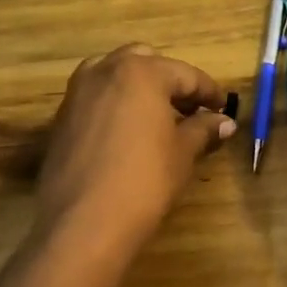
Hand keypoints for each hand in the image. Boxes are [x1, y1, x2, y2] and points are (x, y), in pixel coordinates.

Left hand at [34, 44, 235, 256]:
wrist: (83, 223)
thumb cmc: (144, 181)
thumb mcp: (182, 153)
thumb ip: (203, 129)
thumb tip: (225, 122)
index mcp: (141, 71)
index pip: (185, 74)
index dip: (208, 92)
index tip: (223, 109)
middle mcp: (105, 70)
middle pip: (146, 62)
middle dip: (170, 81)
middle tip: (190, 110)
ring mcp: (78, 92)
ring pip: (115, 75)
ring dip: (140, 88)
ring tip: (159, 119)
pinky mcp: (62, 117)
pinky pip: (96, 98)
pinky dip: (116, 104)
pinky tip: (130, 133)